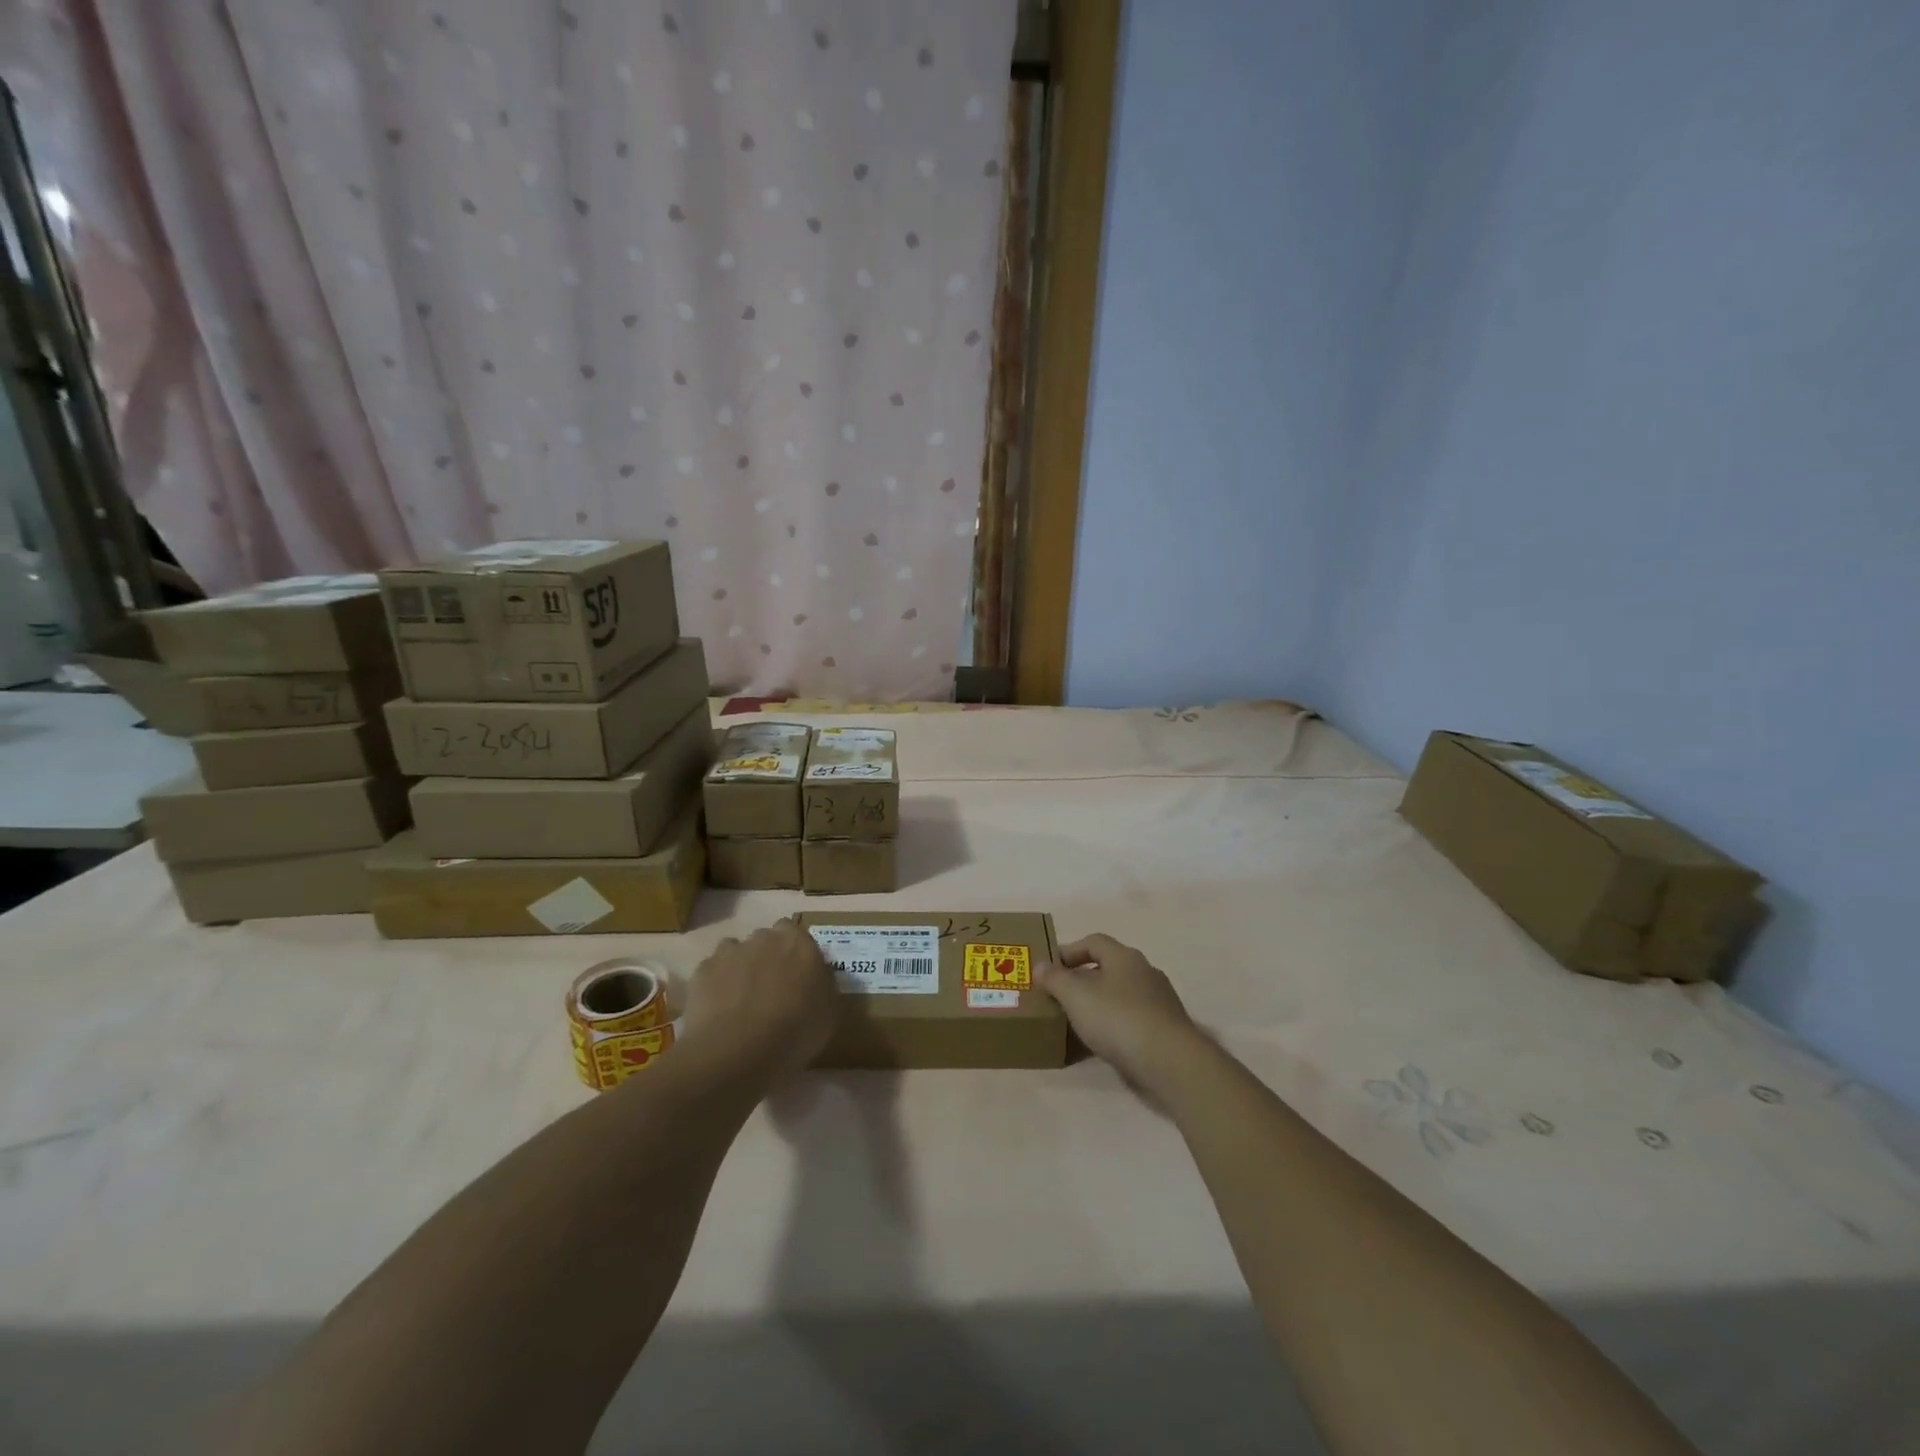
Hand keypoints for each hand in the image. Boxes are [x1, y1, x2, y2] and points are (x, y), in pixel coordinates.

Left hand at [679, 921, 839, 1084]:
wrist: (737, 1051)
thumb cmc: (795, 1031)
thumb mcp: (830, 1012)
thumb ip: (825, 985)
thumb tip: (818, 978)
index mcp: (798, 942)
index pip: (796, 933)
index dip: (795, 953)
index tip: (797, 976)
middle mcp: (764, 937)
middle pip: (766, 940)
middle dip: (768, 958)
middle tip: (771, 990)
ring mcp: (729, 952)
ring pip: (736, 952)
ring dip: (740, 968)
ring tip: (741, 1002)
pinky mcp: (702, 971)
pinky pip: (712, 972)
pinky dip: (715, 985)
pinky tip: (718, 1011)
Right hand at [1039, 934, 1201, 1089]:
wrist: (1170, 1062)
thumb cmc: (1118, 1019)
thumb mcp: (1076, 996)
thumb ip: (1055, 979)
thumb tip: (1040, 965)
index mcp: (1124, 957)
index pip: (1093, 941)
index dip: (1069, 951)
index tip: (1050, 969)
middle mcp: (1145, 971)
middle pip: (1108, 967)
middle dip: (1083, 978)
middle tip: (1061, 996)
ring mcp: (1159, 1000)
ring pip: (1121, 993)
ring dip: (1100, 1002)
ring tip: (1079, 1021)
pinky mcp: (1166, 1028)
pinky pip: (1133, 1018)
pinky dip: (1116, 1024)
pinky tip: (1104, 1042)